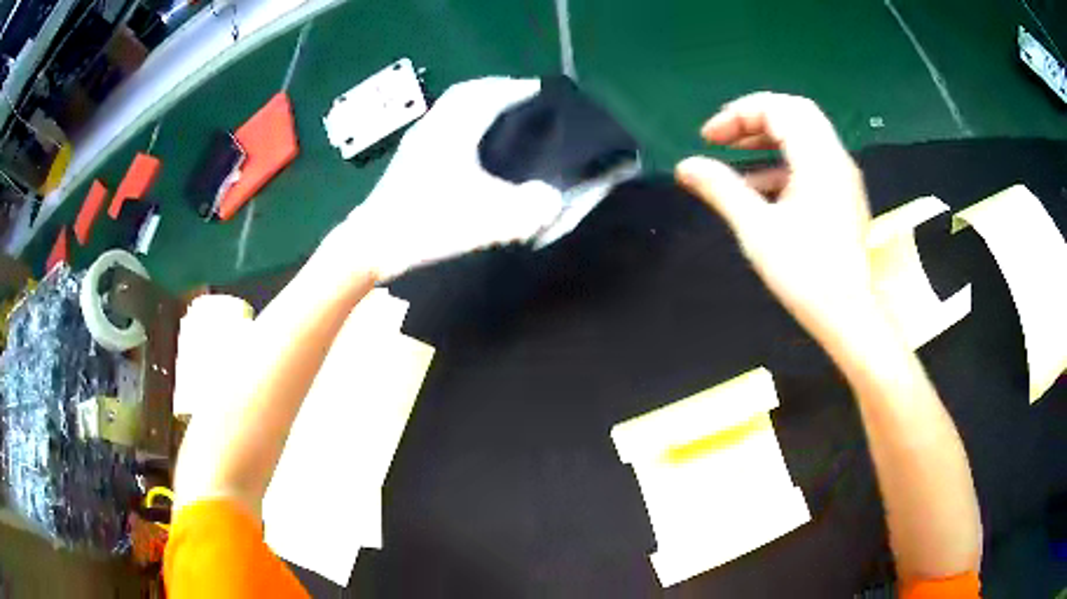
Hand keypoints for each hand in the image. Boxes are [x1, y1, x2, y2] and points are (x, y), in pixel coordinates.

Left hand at [330, 77, 563, 280]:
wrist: (374, 243)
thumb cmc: (429, 223)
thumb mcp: (489, 219)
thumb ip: (530, 208)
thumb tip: (554, 198)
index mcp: (454, 129)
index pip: (491, 93)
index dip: (519, 88)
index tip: (542, 90)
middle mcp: (434, 125)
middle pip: (468, 92)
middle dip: (498, 88)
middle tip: (523, 97)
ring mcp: (417, 140)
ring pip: (452, 107)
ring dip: (478, 103)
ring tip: (502, 116)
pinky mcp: (408, 157)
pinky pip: (442, 123)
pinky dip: (463, 120)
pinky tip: (470, 143)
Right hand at [676, 92, 875, 346]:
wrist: (848, 315)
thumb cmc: (805, 273)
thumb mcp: (757, 229)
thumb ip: (721, 189)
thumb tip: (685, 166)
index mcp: (818, 158)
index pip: (777, 108)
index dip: (737, 114)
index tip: (708, 138)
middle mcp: (835, 158)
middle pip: (795, 112)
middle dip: (754, 118)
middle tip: (725, 137)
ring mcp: (842, 177)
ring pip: (805, 134)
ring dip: (769, 137)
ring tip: (736, 156)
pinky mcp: (843, 196)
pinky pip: (812, 159)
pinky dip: (784, 160)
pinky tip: (761, 186)